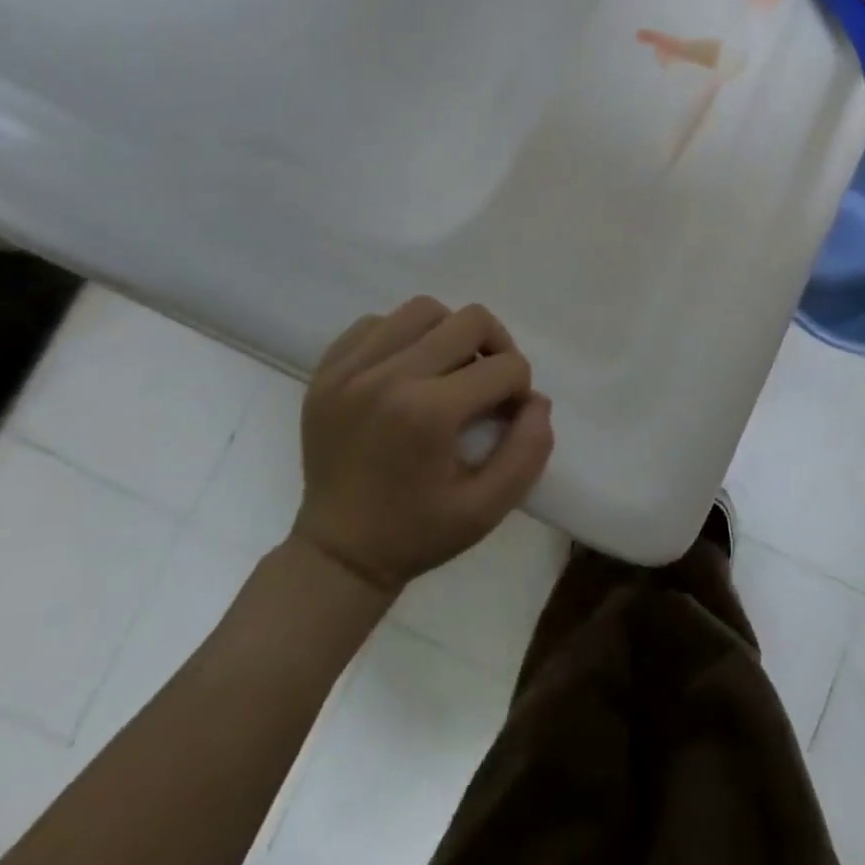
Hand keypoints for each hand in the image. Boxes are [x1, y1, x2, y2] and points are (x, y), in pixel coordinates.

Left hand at [289, 297, 553, 596]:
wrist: (338, 554)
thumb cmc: (418, 532)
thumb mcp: (489, 508)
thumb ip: (529, 449)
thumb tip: (537, 399)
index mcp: (428, 413)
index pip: (505, 366)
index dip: (520, 389)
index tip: (507, 417)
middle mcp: (388, 377)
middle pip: (469, 320)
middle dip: (496, 347)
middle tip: (489, 383)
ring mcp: (350, 370)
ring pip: (423, 310)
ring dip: (449, 334)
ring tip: (448, 370)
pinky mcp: (326, 370)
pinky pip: (375, 323)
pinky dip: (401, 337)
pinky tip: (406, 371)